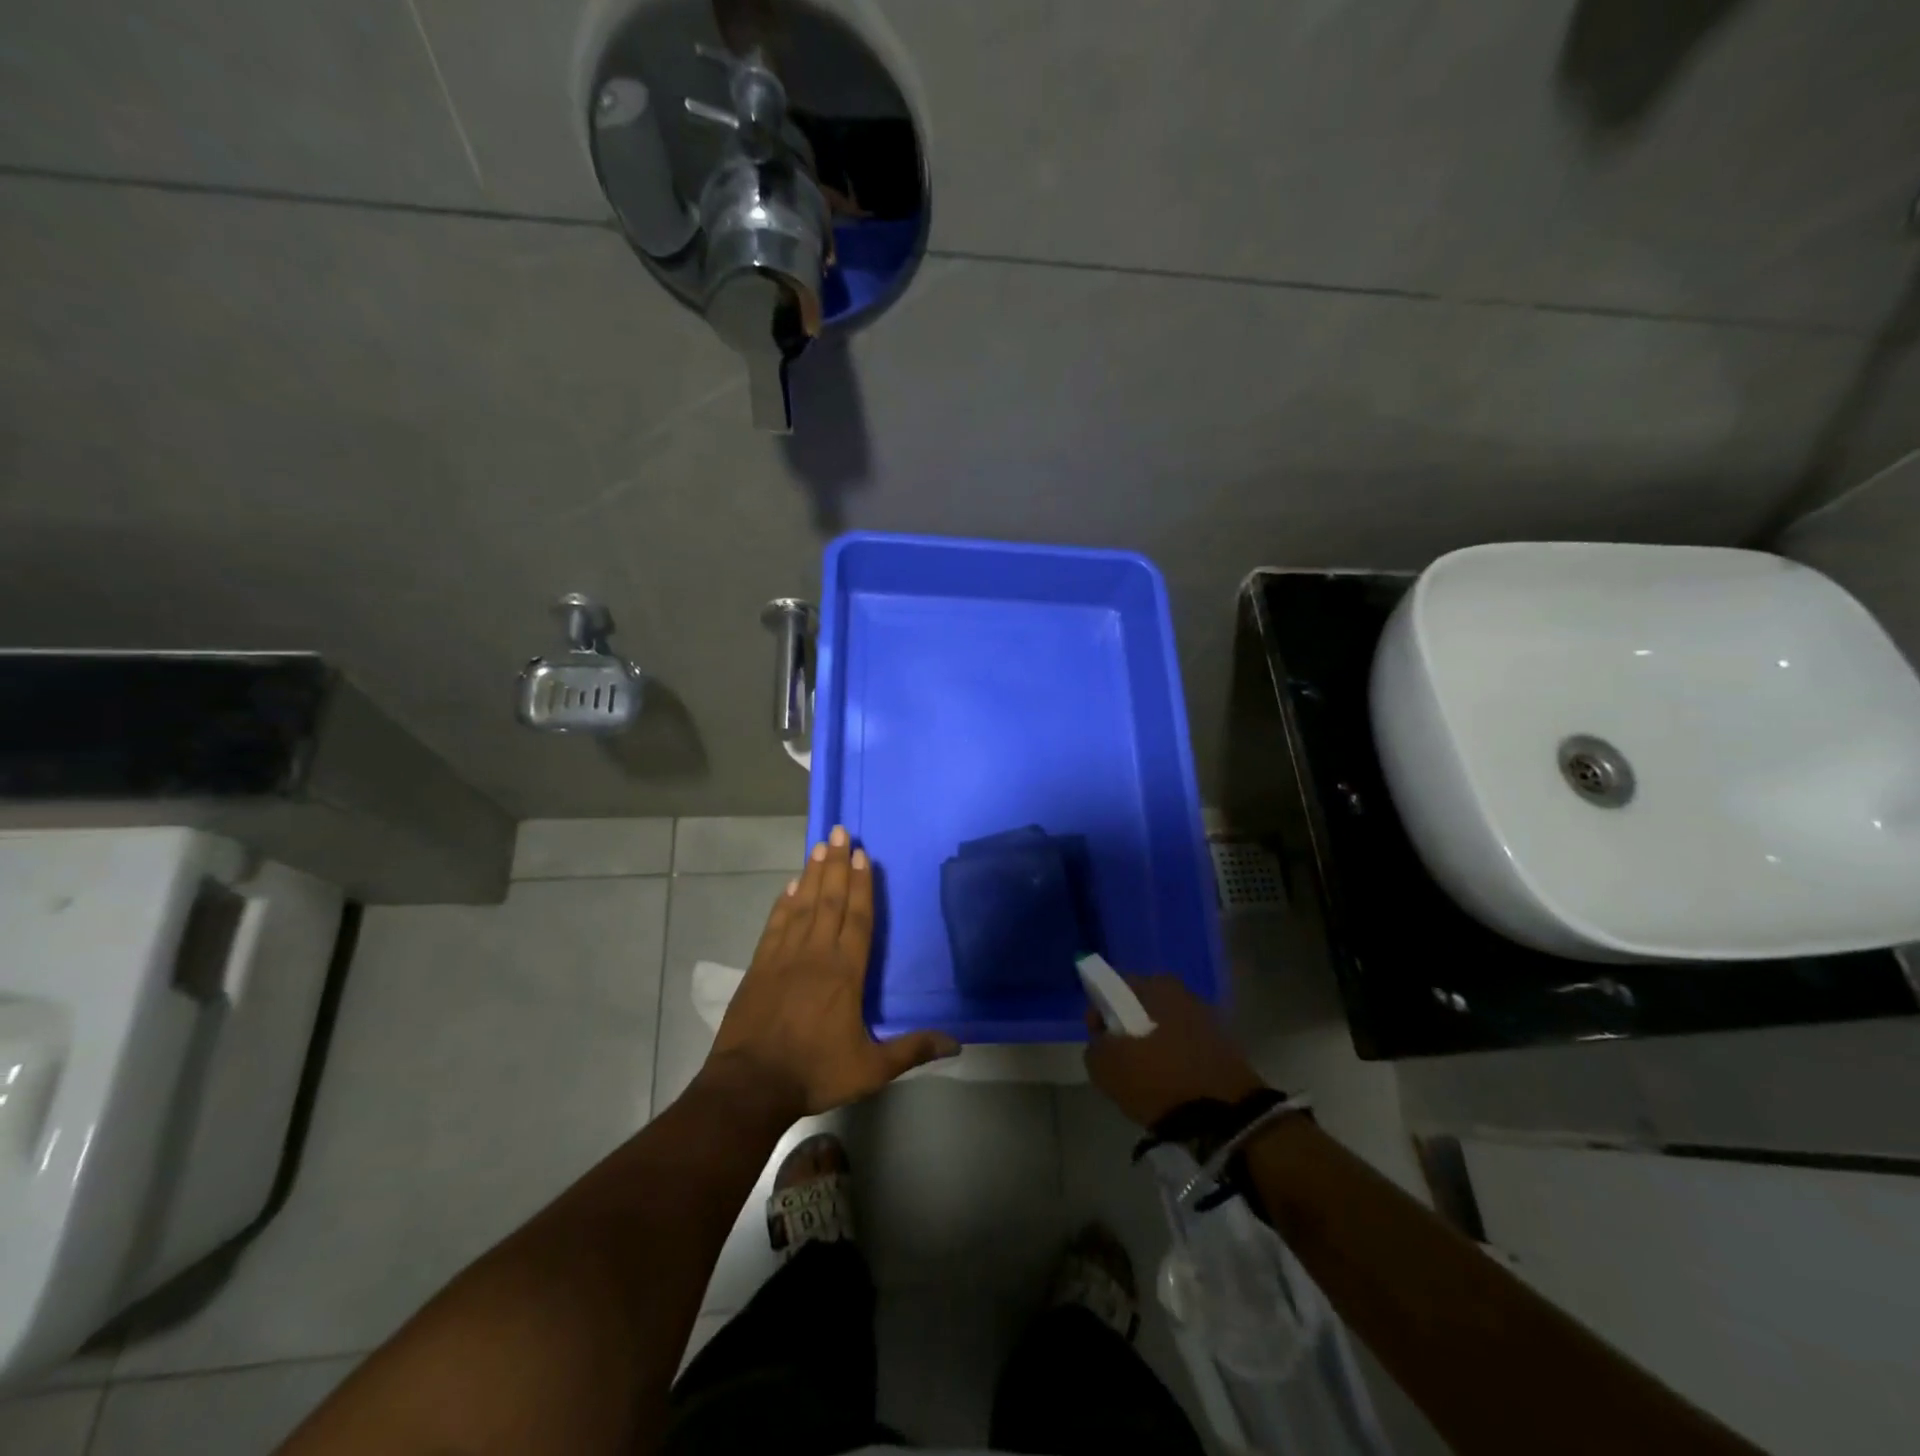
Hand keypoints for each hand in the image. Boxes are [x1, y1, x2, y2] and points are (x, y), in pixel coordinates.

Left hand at [704, 827, 960, 1120]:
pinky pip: (775, 924)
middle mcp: (816, 954)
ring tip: (819, 846)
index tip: (864, 855)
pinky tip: (790, 886)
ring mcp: (783, 957)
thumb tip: (957, 1044)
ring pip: (802, 905)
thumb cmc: (814, 1072)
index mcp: (845, 973)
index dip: (862, 886)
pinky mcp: (759, 966)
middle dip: (837, 864)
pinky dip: (783, 902)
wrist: (750, 1086)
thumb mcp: (871, 1068)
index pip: (857, 919)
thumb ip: (912, 1050)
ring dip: (812, 874)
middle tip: (841, 831)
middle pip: (829, 900)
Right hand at [1084, 975, 1264, 1127]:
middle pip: (1144, 1007)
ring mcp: (1210, 1021)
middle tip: (1120, 1058)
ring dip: (1156, 1044)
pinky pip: (1189, 1048)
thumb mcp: (1105, 1066)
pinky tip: (1170, 1085)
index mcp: (1156, 986)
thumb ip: (1095, 1046)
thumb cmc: (1157, 1080)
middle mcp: (1185, 993)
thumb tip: (1103, 1042)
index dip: (1100, 1011)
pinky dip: (1177, 1061)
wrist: (1224, 1120)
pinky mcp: (1227, 1049)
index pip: (1116, 987)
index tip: (1097, 1037)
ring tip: (1145, 1077)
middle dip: (1130, 1027)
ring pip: (1168, 1027)